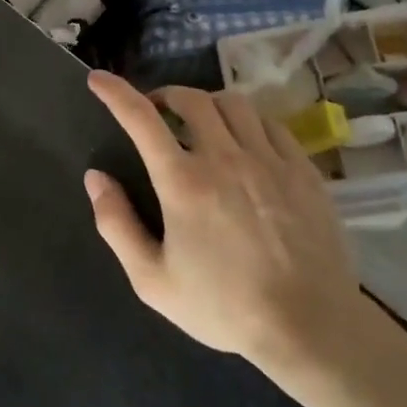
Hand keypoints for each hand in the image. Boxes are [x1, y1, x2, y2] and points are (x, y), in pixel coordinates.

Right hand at [84, 72, 365, 376]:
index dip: (115, 92)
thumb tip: (96, 178)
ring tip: (202, 122)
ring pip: (233, 103)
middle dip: (166, 96)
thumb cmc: (225, 307)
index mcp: (183, 182)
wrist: (310, 327)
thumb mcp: (153, 281)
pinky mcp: (302, 169)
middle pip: (191, 98)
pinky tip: (246, 141)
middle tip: (158, 112)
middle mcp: (224, 157)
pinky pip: (270, 123)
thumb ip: (117, 225)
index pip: (141, 118)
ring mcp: (268, 159)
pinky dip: (248, 121)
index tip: (98, 79)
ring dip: (208, 103)